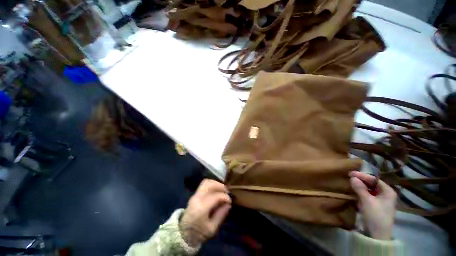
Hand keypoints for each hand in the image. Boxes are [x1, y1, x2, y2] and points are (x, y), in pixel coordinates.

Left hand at [180, 179, 231, 246]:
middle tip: (228, 193)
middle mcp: (196, 198)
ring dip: (216, 186)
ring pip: (205, 183)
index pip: (216, 196)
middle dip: (220, 186)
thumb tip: (228, 204)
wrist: (183, 233)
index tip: (230, 203)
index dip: (226, 198)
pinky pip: (203, 188)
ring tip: (223, 193)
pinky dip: (212, 188)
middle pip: (208, 184)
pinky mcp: (193, 198)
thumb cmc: (199, 232)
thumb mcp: (212, 228)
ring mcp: (194, 197)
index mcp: (201, 207)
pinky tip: (217, 195)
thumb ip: (220, 215)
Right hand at [349, 171, 396, 239]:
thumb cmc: (375, 217)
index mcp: (388, 191)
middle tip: (351, 181)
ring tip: (352, 189)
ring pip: (371, 195)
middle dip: (363, 184)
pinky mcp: (378, 212)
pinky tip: (357, 200)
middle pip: (374, 187)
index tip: (351, 174)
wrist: (377, 239)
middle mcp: (387, 195)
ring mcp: (383, 204)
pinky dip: (364, 200)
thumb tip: (352, 178)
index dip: (363, 176)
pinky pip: (370, 202)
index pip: (375, 180)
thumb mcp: (368, 203)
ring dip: (362, 192)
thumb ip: (360, 190)